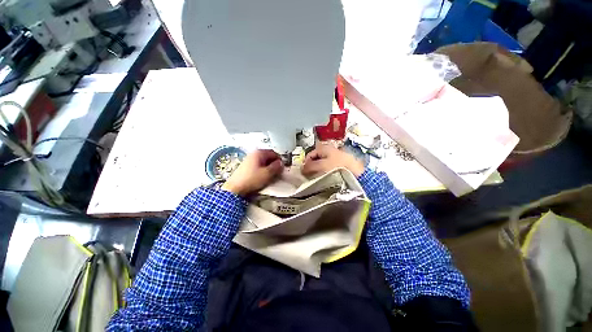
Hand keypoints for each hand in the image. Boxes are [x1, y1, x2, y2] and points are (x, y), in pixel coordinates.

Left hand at [222, 149, 282, 196]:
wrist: (235, 188)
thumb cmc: (252, 179)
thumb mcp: (267, 173)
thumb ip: (276, 167)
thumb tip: (281, 163)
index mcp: (259, 153)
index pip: (273, 153)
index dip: (279, 160)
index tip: (282, 167)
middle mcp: (253, 154)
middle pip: (268, 156)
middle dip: (274, 163)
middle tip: (277, 172)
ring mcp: (249, 159)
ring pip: (263, 161)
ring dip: (269, 167)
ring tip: (270, 175)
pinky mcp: (246, 166)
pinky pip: (258, 165)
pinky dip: (263, 169)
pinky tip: (263, 176)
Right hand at [302, 144, 363, 177]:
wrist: (358, 174)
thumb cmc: (338, 167)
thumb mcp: (321, 166)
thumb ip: (310, 166)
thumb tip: (301, 169)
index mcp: (325, 148)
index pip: (310, 154)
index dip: (305, 162)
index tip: (303, 172)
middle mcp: (330, 151)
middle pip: (316, 159)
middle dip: (312, 167)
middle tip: (310, 177)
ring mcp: (337, 158)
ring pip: (322, 165)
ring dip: (318, 171)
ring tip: (317, 179)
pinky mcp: (341, 166)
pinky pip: (329, 169)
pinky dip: (325, 173)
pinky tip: (326, 179)